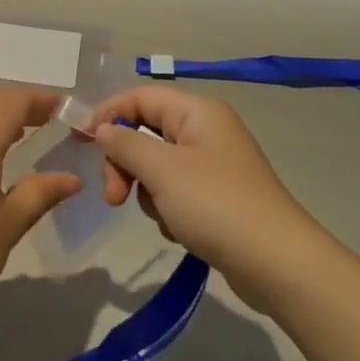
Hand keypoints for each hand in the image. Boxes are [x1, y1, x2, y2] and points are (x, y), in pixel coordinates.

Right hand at [87, 86, 318, 306]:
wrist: (277, 264)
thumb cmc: (216, 205)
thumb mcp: (161, 170)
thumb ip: (124, 143)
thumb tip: (102, 129)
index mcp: (197, 111)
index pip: (140, 96)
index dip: (108, 114)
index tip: (81, 144)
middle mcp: (206, 130)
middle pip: (145, 131)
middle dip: (125, 163)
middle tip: (114, 197)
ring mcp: (213, 165)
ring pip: (156, 165)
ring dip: (146, 191)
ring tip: (162, 217)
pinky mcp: (217, 196)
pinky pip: (174, 191)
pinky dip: (167, 209)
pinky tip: (178, 230)